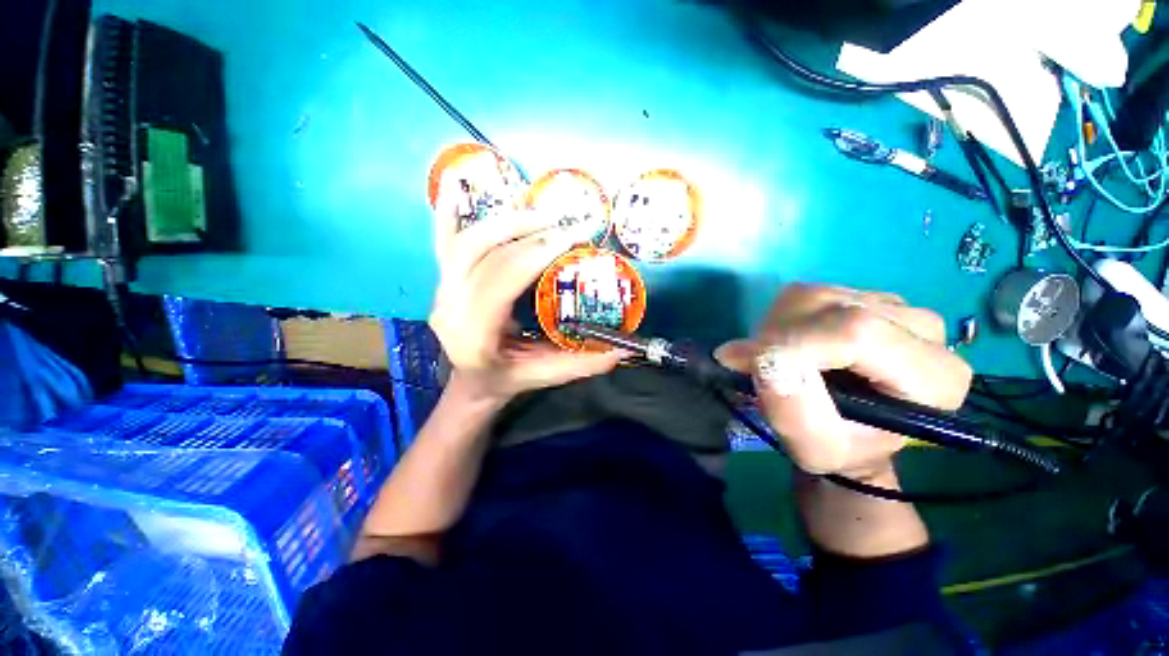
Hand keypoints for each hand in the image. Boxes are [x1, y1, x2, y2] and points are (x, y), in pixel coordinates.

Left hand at [428, 174, 624, 403]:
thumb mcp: (544, 377)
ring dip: (505, 221)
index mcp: (475, 334)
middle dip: (528, 235)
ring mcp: (442, 290)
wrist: (471, 382)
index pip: (501, 282)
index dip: (535, 256)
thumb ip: (581, 365)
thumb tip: (620, 351)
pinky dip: (448, 210)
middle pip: (485, 256)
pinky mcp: (444, 280)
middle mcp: (451, 307)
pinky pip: (443, 240)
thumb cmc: (506, 380)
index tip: (570, 239)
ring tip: (540, 213)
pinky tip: (454, 181)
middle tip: (563, 225)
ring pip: (467, 243)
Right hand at [716, 284, 971, 478]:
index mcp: (935, 375)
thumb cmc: (839, 449)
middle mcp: (924, 328)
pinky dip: (784, 319)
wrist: (849, 432)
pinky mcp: (862, 293)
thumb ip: (792, 411)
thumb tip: (763, 360)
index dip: (796, 346)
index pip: (856, 334)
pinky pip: (809, 295)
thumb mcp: (814, 448)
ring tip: (780, 360)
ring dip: (780, 328)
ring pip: (818, 298)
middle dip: (782, 337)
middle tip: (761, 367)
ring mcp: (893, 304)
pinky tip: (792, 343)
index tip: (756, 367)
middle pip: (835, 312)